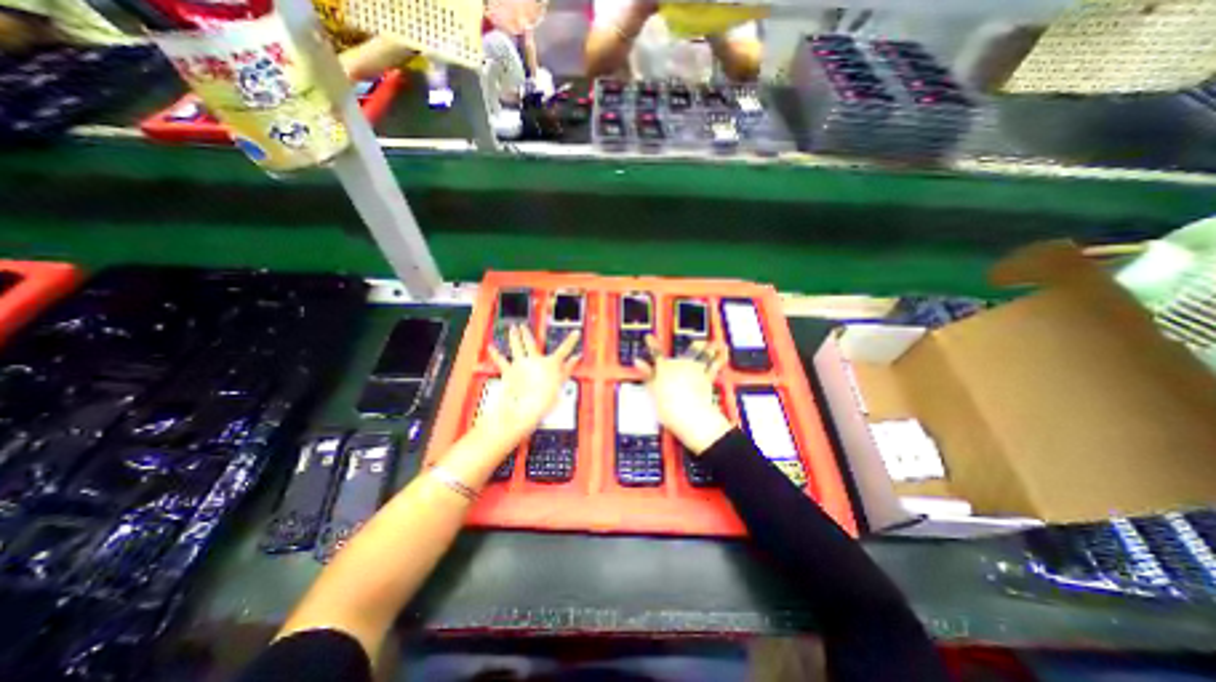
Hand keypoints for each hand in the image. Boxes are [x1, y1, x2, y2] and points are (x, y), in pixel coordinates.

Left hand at [483, 325, 580, 446]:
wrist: (527, 406)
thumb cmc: (546, 397)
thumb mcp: (561, 383)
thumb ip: (568, 369)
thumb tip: (576, 358)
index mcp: (550, 363)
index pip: (564, 350)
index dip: (571, 341)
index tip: (576, 333)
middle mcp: (535, 359)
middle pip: (531, 343)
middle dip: (527, 333)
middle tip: (522, 326)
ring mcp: (521, 364)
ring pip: (517, 347)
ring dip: (514, 337)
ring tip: (512, 329)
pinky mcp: (510, 371)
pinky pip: (501, 361)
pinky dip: (495, 354)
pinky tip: (491, 347)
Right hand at [638, 333, 729, 455]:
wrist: (689, 412)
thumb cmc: (668, 404)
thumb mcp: (652, 390)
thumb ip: (646, 374)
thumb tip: (638, 361)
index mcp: (665, 367)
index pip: (656, 354)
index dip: (652, 345)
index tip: (648, 337)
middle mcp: (681, 365)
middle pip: (688, 352)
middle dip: (693, 346)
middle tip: (698, 341)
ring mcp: (696, 370)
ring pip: (704, 355)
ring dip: (710, 349)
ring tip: (717, 344)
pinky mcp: (707, 378)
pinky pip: (714, 366)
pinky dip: (719, 359)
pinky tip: (723, 354)